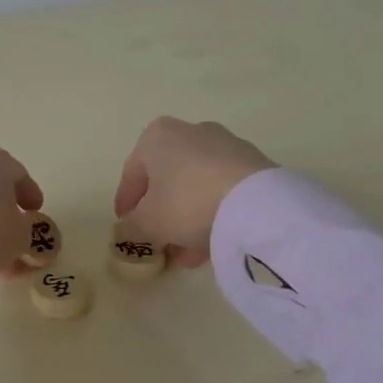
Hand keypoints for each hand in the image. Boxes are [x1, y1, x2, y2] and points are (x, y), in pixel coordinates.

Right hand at [113, 118, 274, 265]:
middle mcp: (190, 131)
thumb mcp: (148, 222)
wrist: (257, 204)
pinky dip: (213, 212)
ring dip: (187, 216)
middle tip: (158, 239)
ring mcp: (226, 145)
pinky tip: (212, 241)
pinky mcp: (254, 163)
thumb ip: (131, 227)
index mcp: (156, 136)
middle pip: (167, 177)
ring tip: (187, 251)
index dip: (126, 204)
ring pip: (196, 185)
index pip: (132, 173)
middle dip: (161, 211)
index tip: (125, 226)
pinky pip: (222, 189)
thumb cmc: (186, 202)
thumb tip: (125, 230)